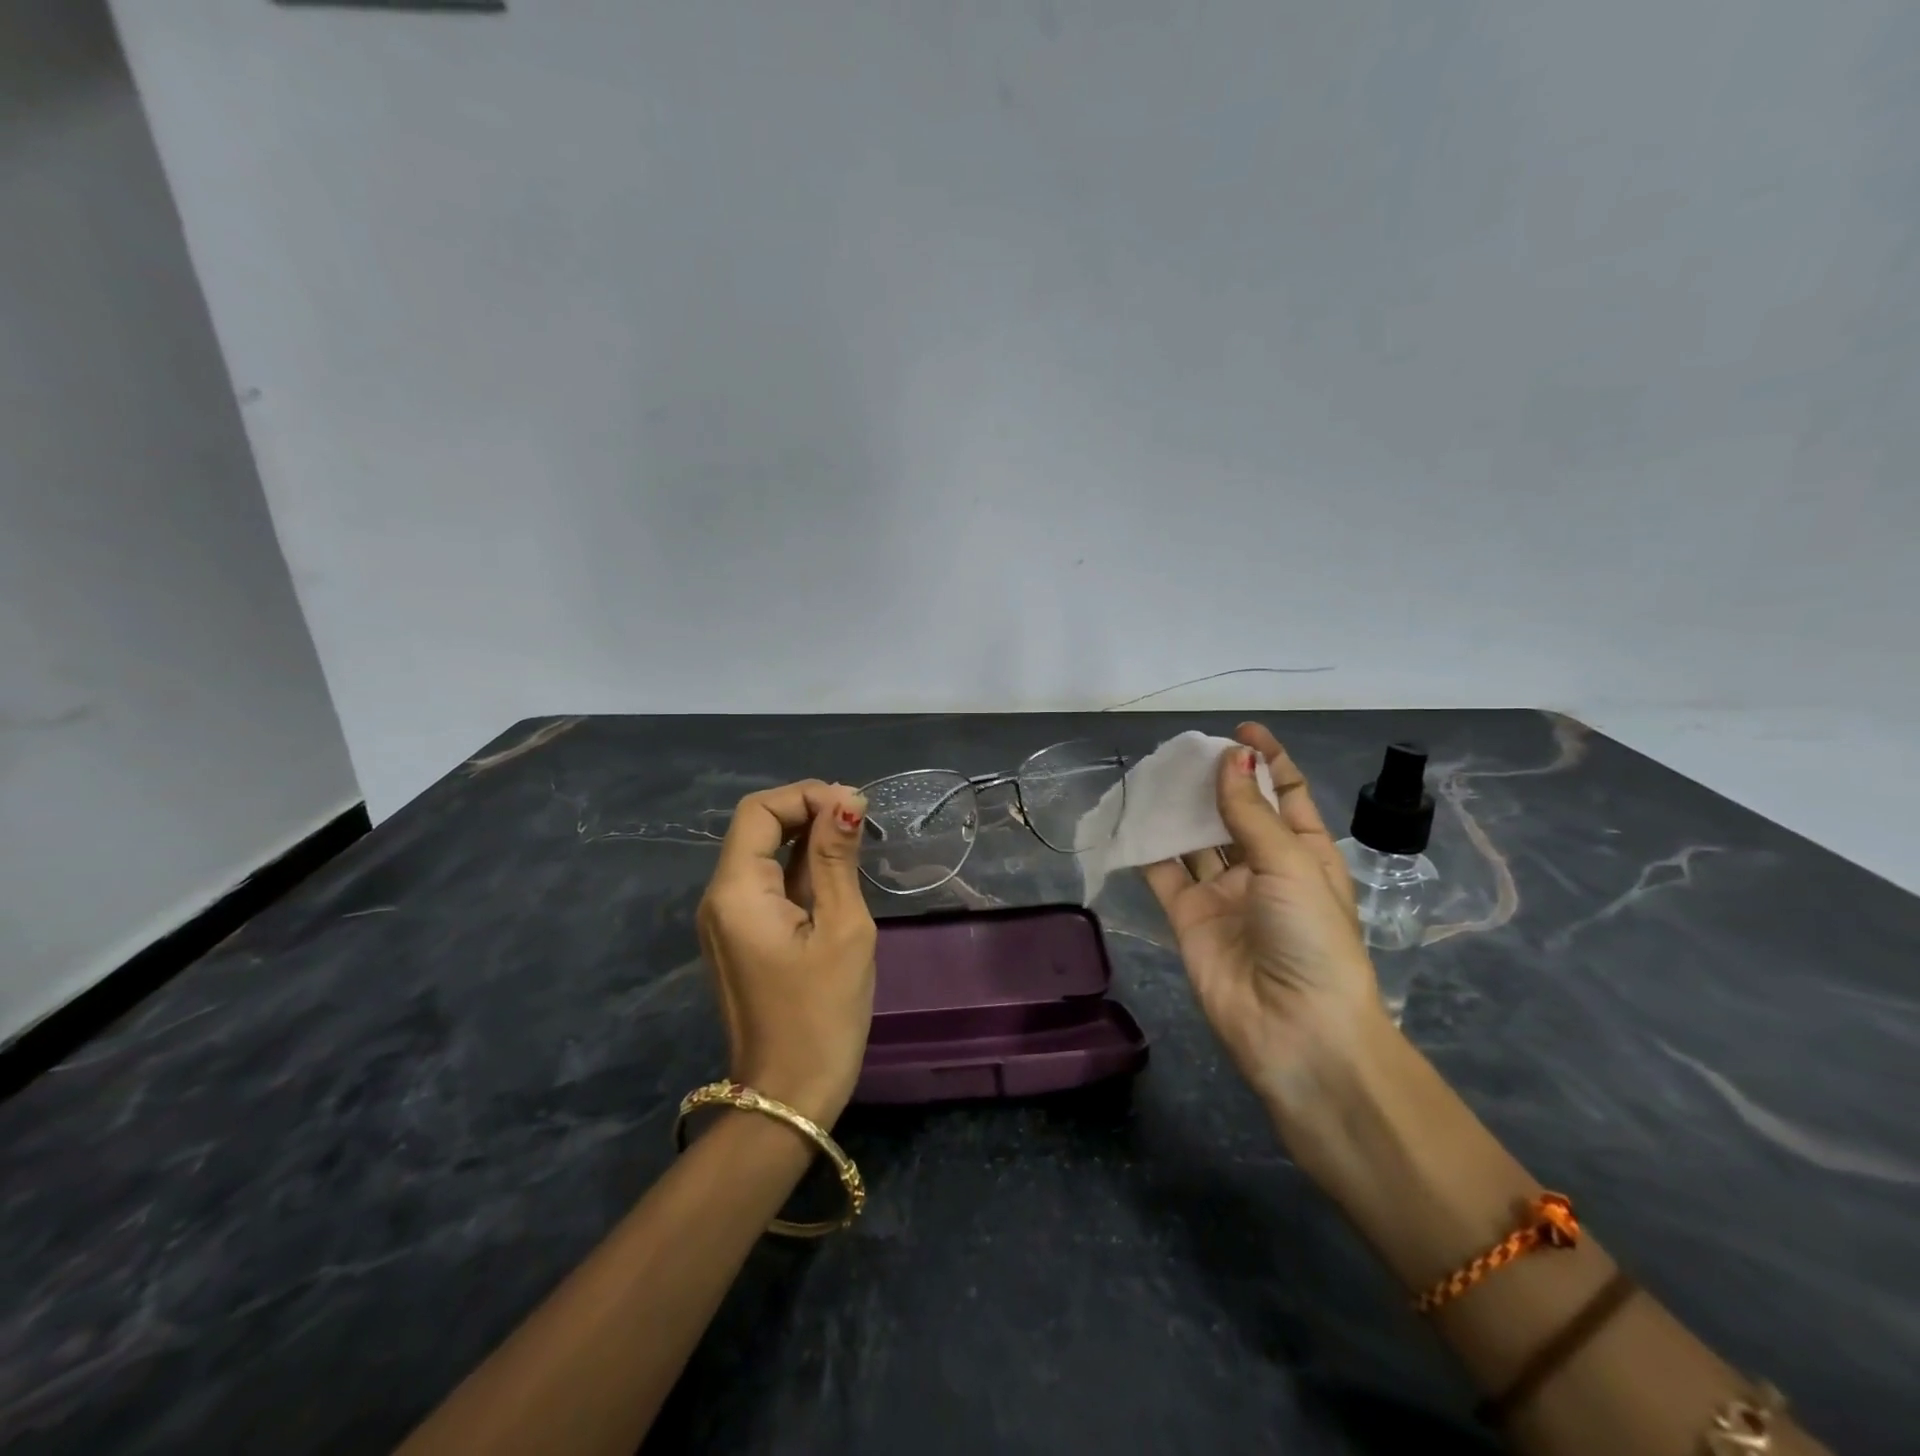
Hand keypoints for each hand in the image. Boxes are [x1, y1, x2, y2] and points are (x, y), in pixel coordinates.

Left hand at [696, 780, 876, 1126]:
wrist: (788, 1098)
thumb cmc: (822, 1014)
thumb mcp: (842, 929)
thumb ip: (837, 859)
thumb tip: (846, 801)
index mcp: (736, 891)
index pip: (759, 811)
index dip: (805, 795)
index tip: (854, 808)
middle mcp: (719, 898)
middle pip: (757, 828)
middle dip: (808, 812)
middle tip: (861, 823)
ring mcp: (727, 920)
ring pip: (763, 855)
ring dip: (807, 839)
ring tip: (856, 845)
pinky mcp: (741, 938)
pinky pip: (767, 885)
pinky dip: (800, 869)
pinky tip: (836, 876)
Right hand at [1144, 723, 1391, 1137]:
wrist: (1295, 1031)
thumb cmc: (1311, 939)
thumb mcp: (1291, 865)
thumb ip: (1251, 812)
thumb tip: (1231, 758)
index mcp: (1304, 853)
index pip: (1285, 793)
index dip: (1266, 759)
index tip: (1238, 730)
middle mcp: (1263, 869)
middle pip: (1235, 812)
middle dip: (1215, 780)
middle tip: (1184, 752)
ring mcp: (1223, 893)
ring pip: (1197, 839)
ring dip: (1179, 809)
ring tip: (1155, 774)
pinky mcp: (1188, 917)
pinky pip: (1165, 873)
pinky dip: (1148, 847)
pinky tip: (1131, 818)